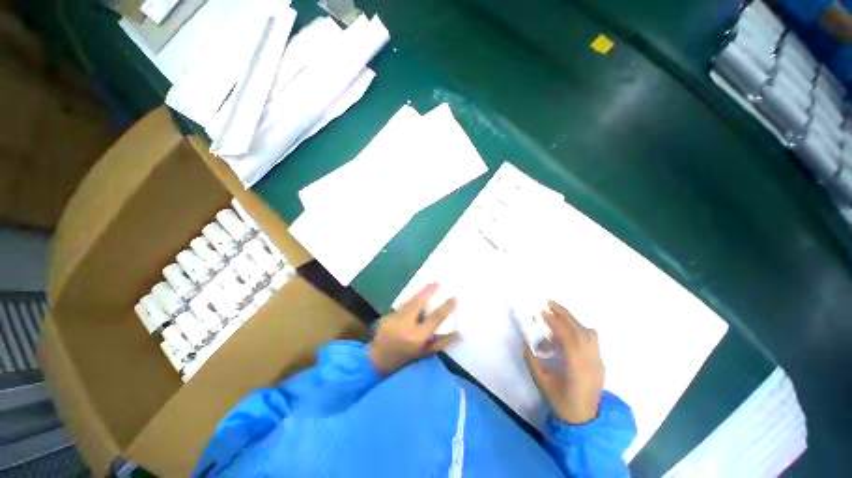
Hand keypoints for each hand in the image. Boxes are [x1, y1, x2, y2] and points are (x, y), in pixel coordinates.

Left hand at [368, 283, 457, 374]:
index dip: (445, 308)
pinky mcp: (386, 316)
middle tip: (436, 282)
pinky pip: (401, 306)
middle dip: (428, 291)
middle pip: (418, 302)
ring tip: (428, 287)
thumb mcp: (424, 353)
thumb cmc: (404, 360)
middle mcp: (405, 325)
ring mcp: (393, 319)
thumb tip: (458, 333)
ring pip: (409, 301)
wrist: (376, 361)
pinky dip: (409, 302)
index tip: (454, 298)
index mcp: (417, 336)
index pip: (435, 319)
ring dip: (419, 294)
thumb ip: (441, 343)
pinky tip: (414, 300)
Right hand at [523, 300, 604, 423]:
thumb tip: (525, 340)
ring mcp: (598, 361)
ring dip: (573, 320)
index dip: (554, 321)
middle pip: (579, 330)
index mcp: (576, 367)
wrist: (585, 420)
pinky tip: (570, 330)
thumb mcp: (541, 382)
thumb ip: (531, 360)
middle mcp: (590, 361)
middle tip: (550, 303)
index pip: (567, 336)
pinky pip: (593, 340)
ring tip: (558, 313)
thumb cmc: (561, 401)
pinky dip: (581, 329)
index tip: (542, 311)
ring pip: (588, 333)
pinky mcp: (600, 362)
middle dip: (564, 314)